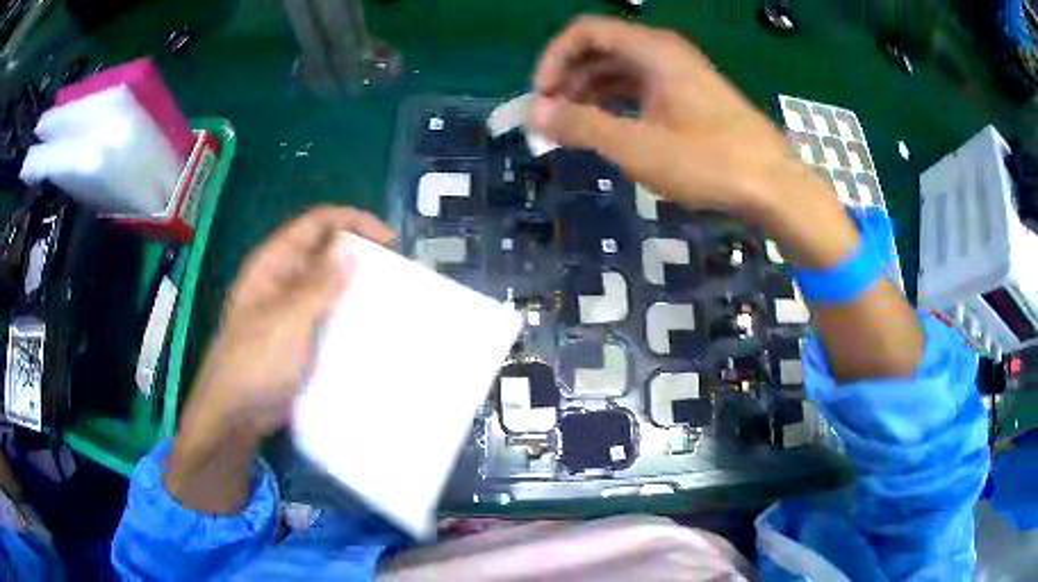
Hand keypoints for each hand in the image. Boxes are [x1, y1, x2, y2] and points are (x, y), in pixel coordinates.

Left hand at [167, 206, 394, 513]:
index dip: (352, 222)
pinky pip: (326, 312)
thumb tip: (352, 250)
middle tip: (394, 271)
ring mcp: (290, 306)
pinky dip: (347, 311)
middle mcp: (282, 277)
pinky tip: (369, 324)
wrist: (237, 411)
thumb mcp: (290, 319)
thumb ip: (320, 284)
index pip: (316, 224)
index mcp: (274, 262)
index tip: (388, 241)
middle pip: (324, 249)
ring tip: (388, 296)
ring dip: (354, 284)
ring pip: (327, 282)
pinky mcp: (298, 333)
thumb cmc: (257, 360)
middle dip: (357, 252)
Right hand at [528, 16, 791, 218]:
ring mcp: (679, 74)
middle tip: (551, 118)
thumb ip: (582, 126)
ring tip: (573, 127)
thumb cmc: (708, 161)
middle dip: (568, 79)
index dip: (554, 59)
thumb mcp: (638, 146)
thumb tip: (535, 113)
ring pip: (619, 69)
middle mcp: (664, 52)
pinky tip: (608, 128)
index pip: (585, 32)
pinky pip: (640, 87)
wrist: (772, 184)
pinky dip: (615, 102)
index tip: (541, 97)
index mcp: (652, 50)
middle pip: (600, 49)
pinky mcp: (688, 96)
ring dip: (589, 92)